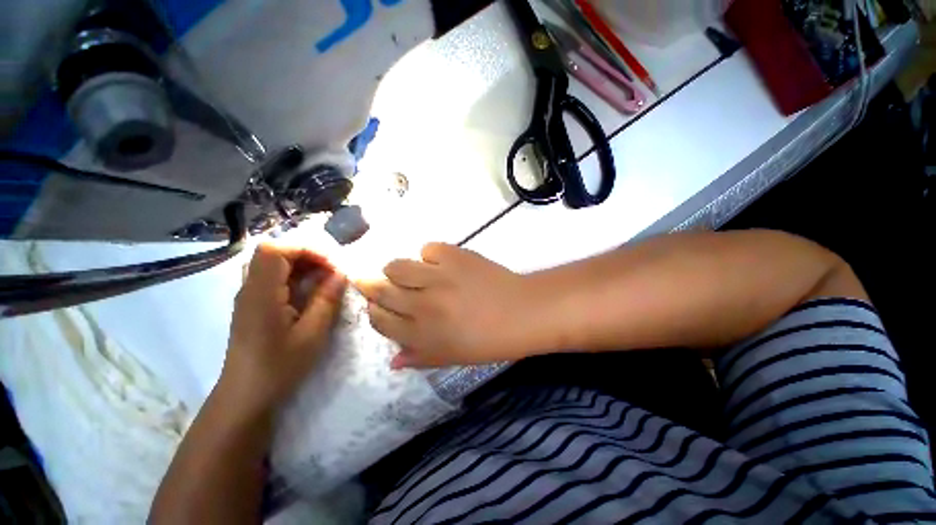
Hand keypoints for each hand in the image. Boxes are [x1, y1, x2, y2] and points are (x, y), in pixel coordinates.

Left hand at [220, 243, 345, 414]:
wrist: (246, 395)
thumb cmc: (279, 366)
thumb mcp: (312, 334)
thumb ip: (327, 300)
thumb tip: (342, 274)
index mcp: (261, 294)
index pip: (274, 250)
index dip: (305, 249)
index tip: (330, 265)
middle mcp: (249, 289)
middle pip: (274, 253)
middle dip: (307, 256)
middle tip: (331, 271)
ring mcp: (249, 296)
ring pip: (273, 264)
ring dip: (302, 265)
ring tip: (324, 279)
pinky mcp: (253, 305)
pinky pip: (273, 278)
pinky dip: (294, 277)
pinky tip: (310, 291)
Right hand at [357, 243, 535, 368]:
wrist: (522, 312)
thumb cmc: (489, 341)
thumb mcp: (452, 358)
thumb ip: (420, 358)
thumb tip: (393, 361)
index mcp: (422, 335)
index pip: (381, 321)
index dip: (374, 312)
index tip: (376, 305)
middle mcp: (423, 305)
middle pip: (382, 291)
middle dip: (372, 286)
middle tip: (376, 282)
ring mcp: (438, 277)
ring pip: (397, 266)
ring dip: (397, 269)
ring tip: (410, 273)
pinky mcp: (454, 255)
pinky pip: (427, 249)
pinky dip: (430, 256)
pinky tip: (441, 263)